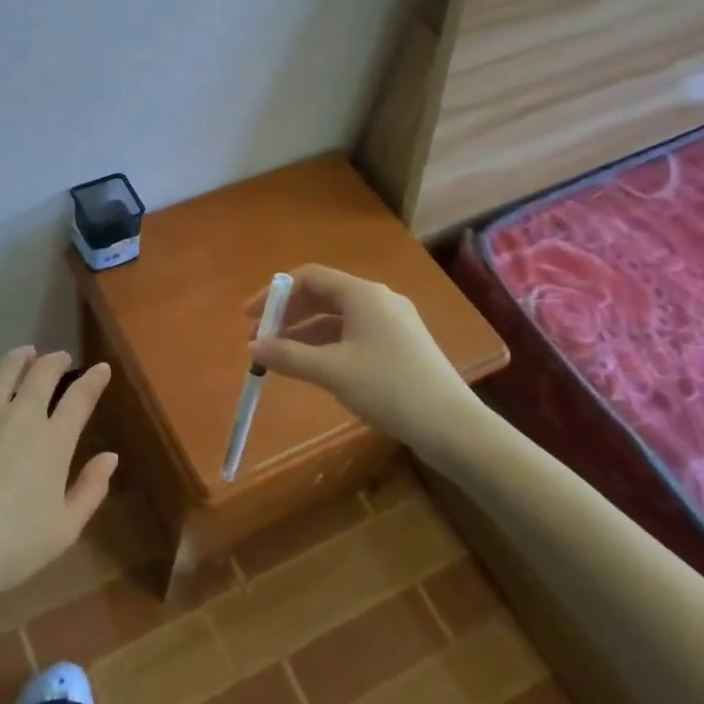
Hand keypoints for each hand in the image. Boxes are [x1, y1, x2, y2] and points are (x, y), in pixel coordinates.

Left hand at [0, 348, 117, 597]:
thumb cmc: (12, 547)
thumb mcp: (65, 529)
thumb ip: (91, 489)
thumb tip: (110, 456)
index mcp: (54, 441)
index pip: (80, 397)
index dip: (94, 379)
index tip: (101, 369)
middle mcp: (21, 416)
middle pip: (42, 373)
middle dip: (56, 360)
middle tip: (60, 358)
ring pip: (4, 369)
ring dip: (19, 357)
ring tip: (25, 353)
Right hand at [246, 264, 486, 452]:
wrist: (452, 426)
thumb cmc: (388, 387)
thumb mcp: (331, 371)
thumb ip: (288, 355)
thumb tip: (252, 347)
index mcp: (363, 294)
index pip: (309, 277)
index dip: (275, 294)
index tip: (250, 317)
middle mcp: (378, 299)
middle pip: (323, 295)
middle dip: (288, 314)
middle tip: (261, 338)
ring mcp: (392, 322)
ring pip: (338, 317)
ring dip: (305, 332)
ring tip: (280, 356)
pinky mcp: (401, 345)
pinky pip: (353, 333)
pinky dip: (327, 344)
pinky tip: (314, 366)